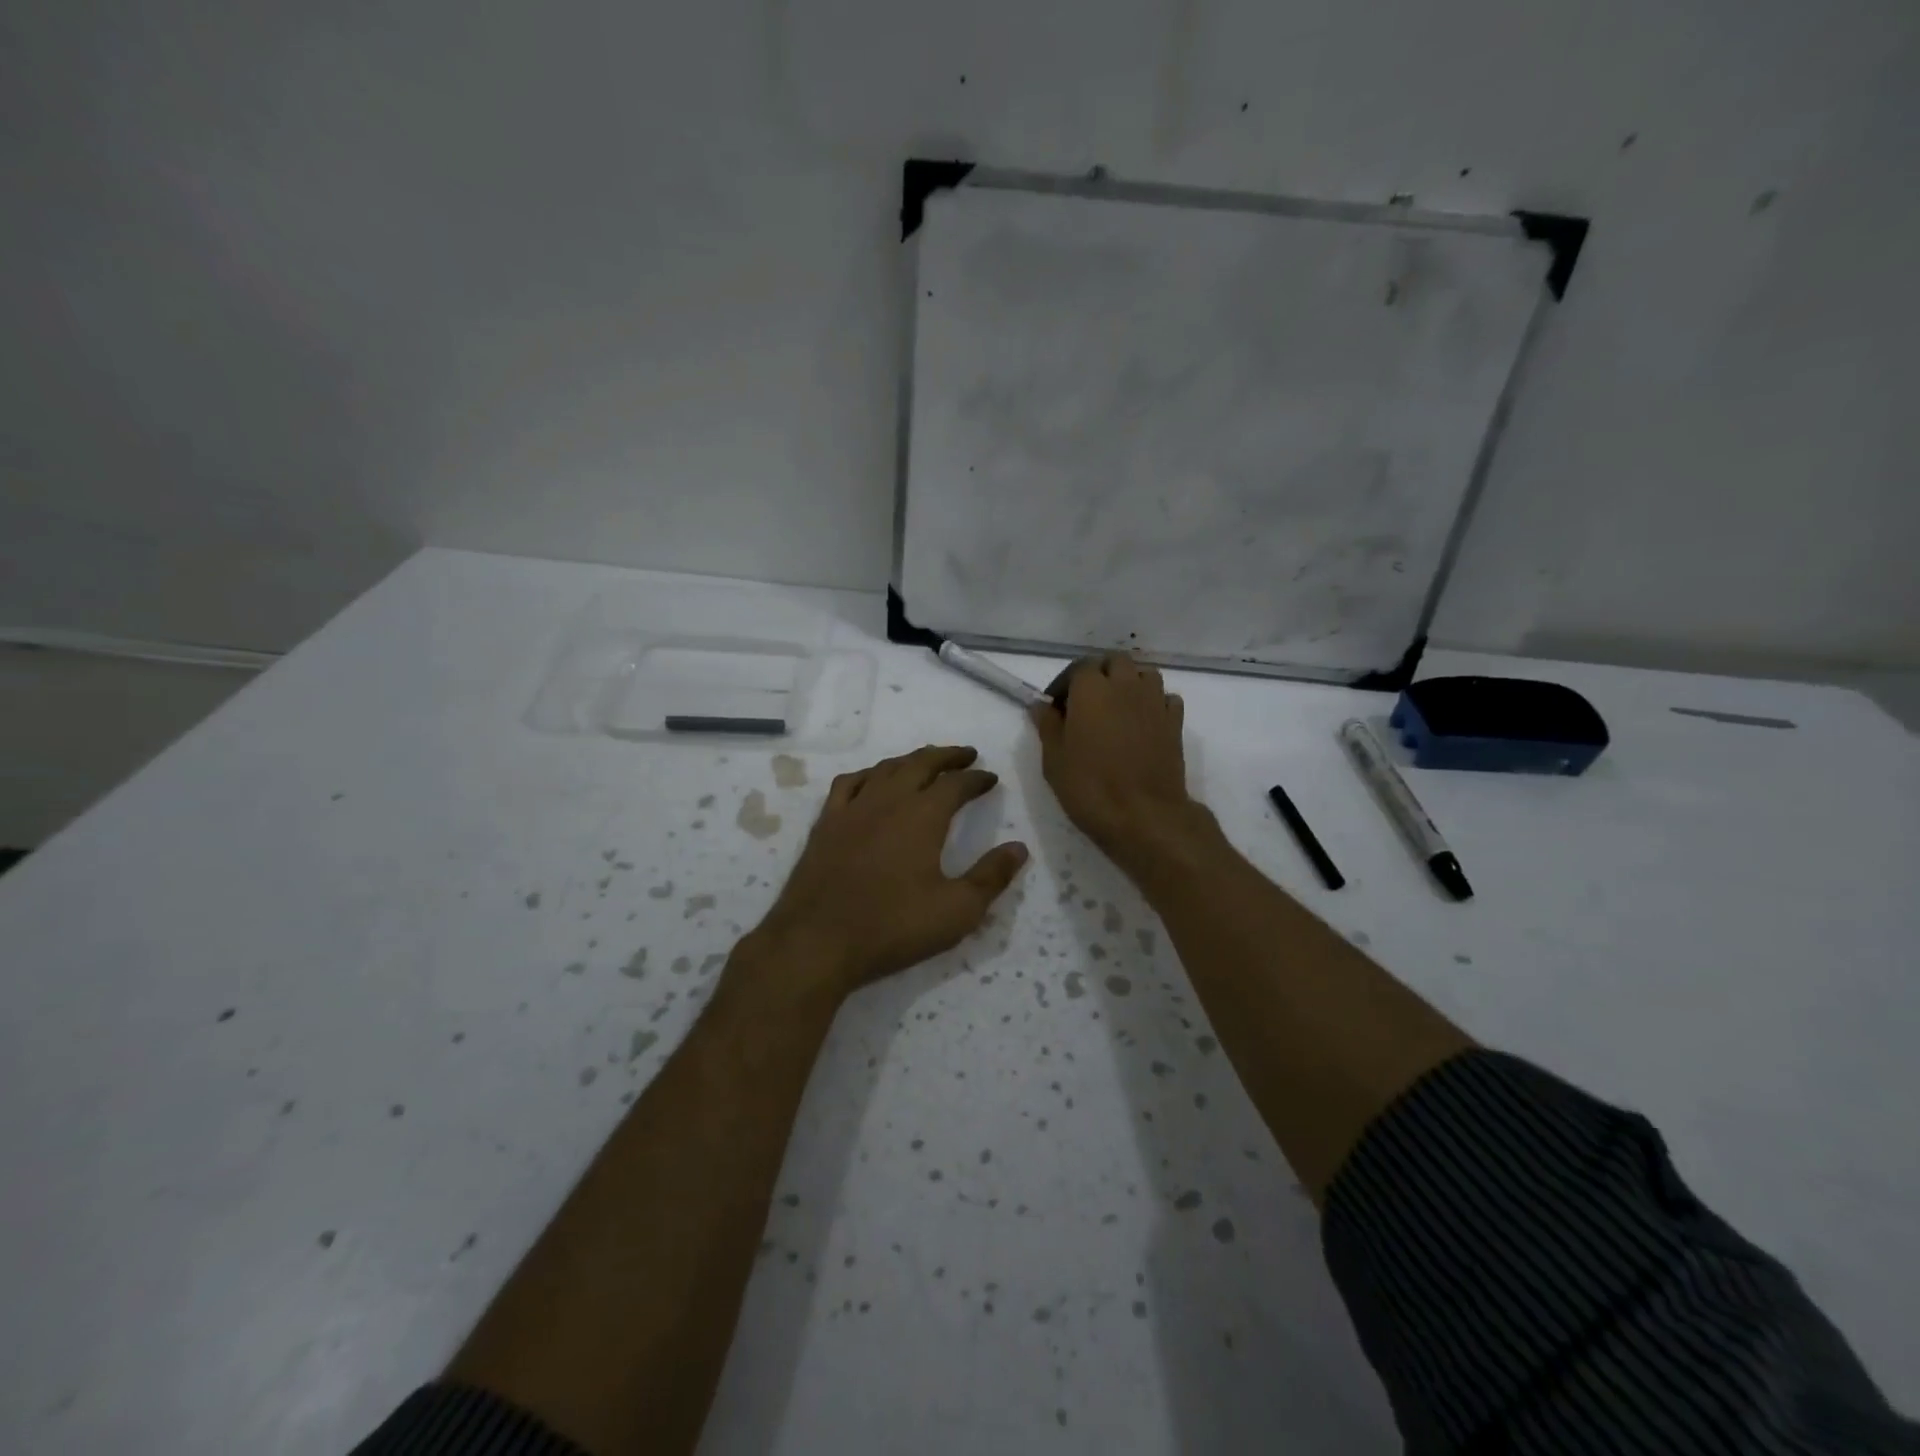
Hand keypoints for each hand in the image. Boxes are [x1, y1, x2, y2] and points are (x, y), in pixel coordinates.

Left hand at [748, 745, 1028, 999]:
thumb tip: (1019, 848)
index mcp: (923, 816)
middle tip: (966, 754)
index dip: (977, 779)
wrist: (817, 941)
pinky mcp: (826, 823)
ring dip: (911, 760)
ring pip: (886, 768)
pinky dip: (869, 774)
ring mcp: (853, 808)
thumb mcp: (957, 910)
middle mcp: (888, 800)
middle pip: (921, 763)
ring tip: (926, 762)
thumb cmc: (893, 927)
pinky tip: (872, 781)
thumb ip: (991, 876)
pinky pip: (849, 783)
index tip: (990, 778)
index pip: (956, 784)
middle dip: (947, 756)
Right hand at [1031, 655, 1197, 870]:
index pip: (1079, 667)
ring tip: (1117, 710)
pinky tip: (1144, 723)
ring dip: (1129, 683)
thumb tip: (1041, 705)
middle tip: (1086, 702)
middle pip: (1115, 662)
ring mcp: (1155, 702)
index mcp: (1091, 689)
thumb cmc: (1090, 787)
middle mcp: (1126, 686)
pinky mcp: (1175, 723)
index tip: (1056, 706)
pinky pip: (1166, 698)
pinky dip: (1154, 702)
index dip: (1066, 683)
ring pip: (1144, 675)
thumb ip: (1047, 725)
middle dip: (1100, 674)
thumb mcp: (1054, 759)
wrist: (1144, 815)